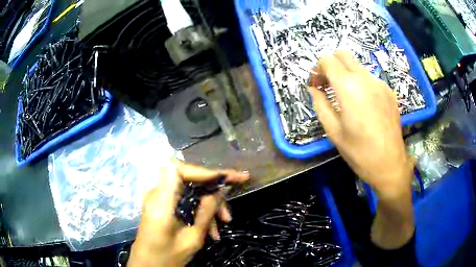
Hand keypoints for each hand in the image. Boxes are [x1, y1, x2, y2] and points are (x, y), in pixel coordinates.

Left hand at [128, 161, 249, 266]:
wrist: (147, 266)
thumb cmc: (166, 257)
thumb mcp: (191, 240)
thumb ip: (205, 214)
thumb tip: (220, 191)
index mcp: (160, 202)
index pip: (178, 170)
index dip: (203, 171)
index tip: (226, 177)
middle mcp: (157, 195)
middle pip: (187, 177)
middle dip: (213, 184)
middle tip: (237, 186)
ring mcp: (160, 199)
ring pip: (189, 189)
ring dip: (209, 202)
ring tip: (226, 220)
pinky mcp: (163, 206)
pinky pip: (185, 200)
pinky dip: (201, 210)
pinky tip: (213, 229)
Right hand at [309, 51, 412, 197]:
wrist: (390, 164)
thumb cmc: (359, 151)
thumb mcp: (333, 131)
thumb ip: (320, 105)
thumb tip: (313, 88)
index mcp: (348, 87)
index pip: (327, 60)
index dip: (317, 68)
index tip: (317, 84)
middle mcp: (365, 78)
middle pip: (343, 55)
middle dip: (331, 65)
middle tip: (329, 85)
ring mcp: (380, 83)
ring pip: (357, 65)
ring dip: (347, 74)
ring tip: (347, 97)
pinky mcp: (389, 91)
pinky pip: (370, 78)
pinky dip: (361, 83)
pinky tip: (364, 104)